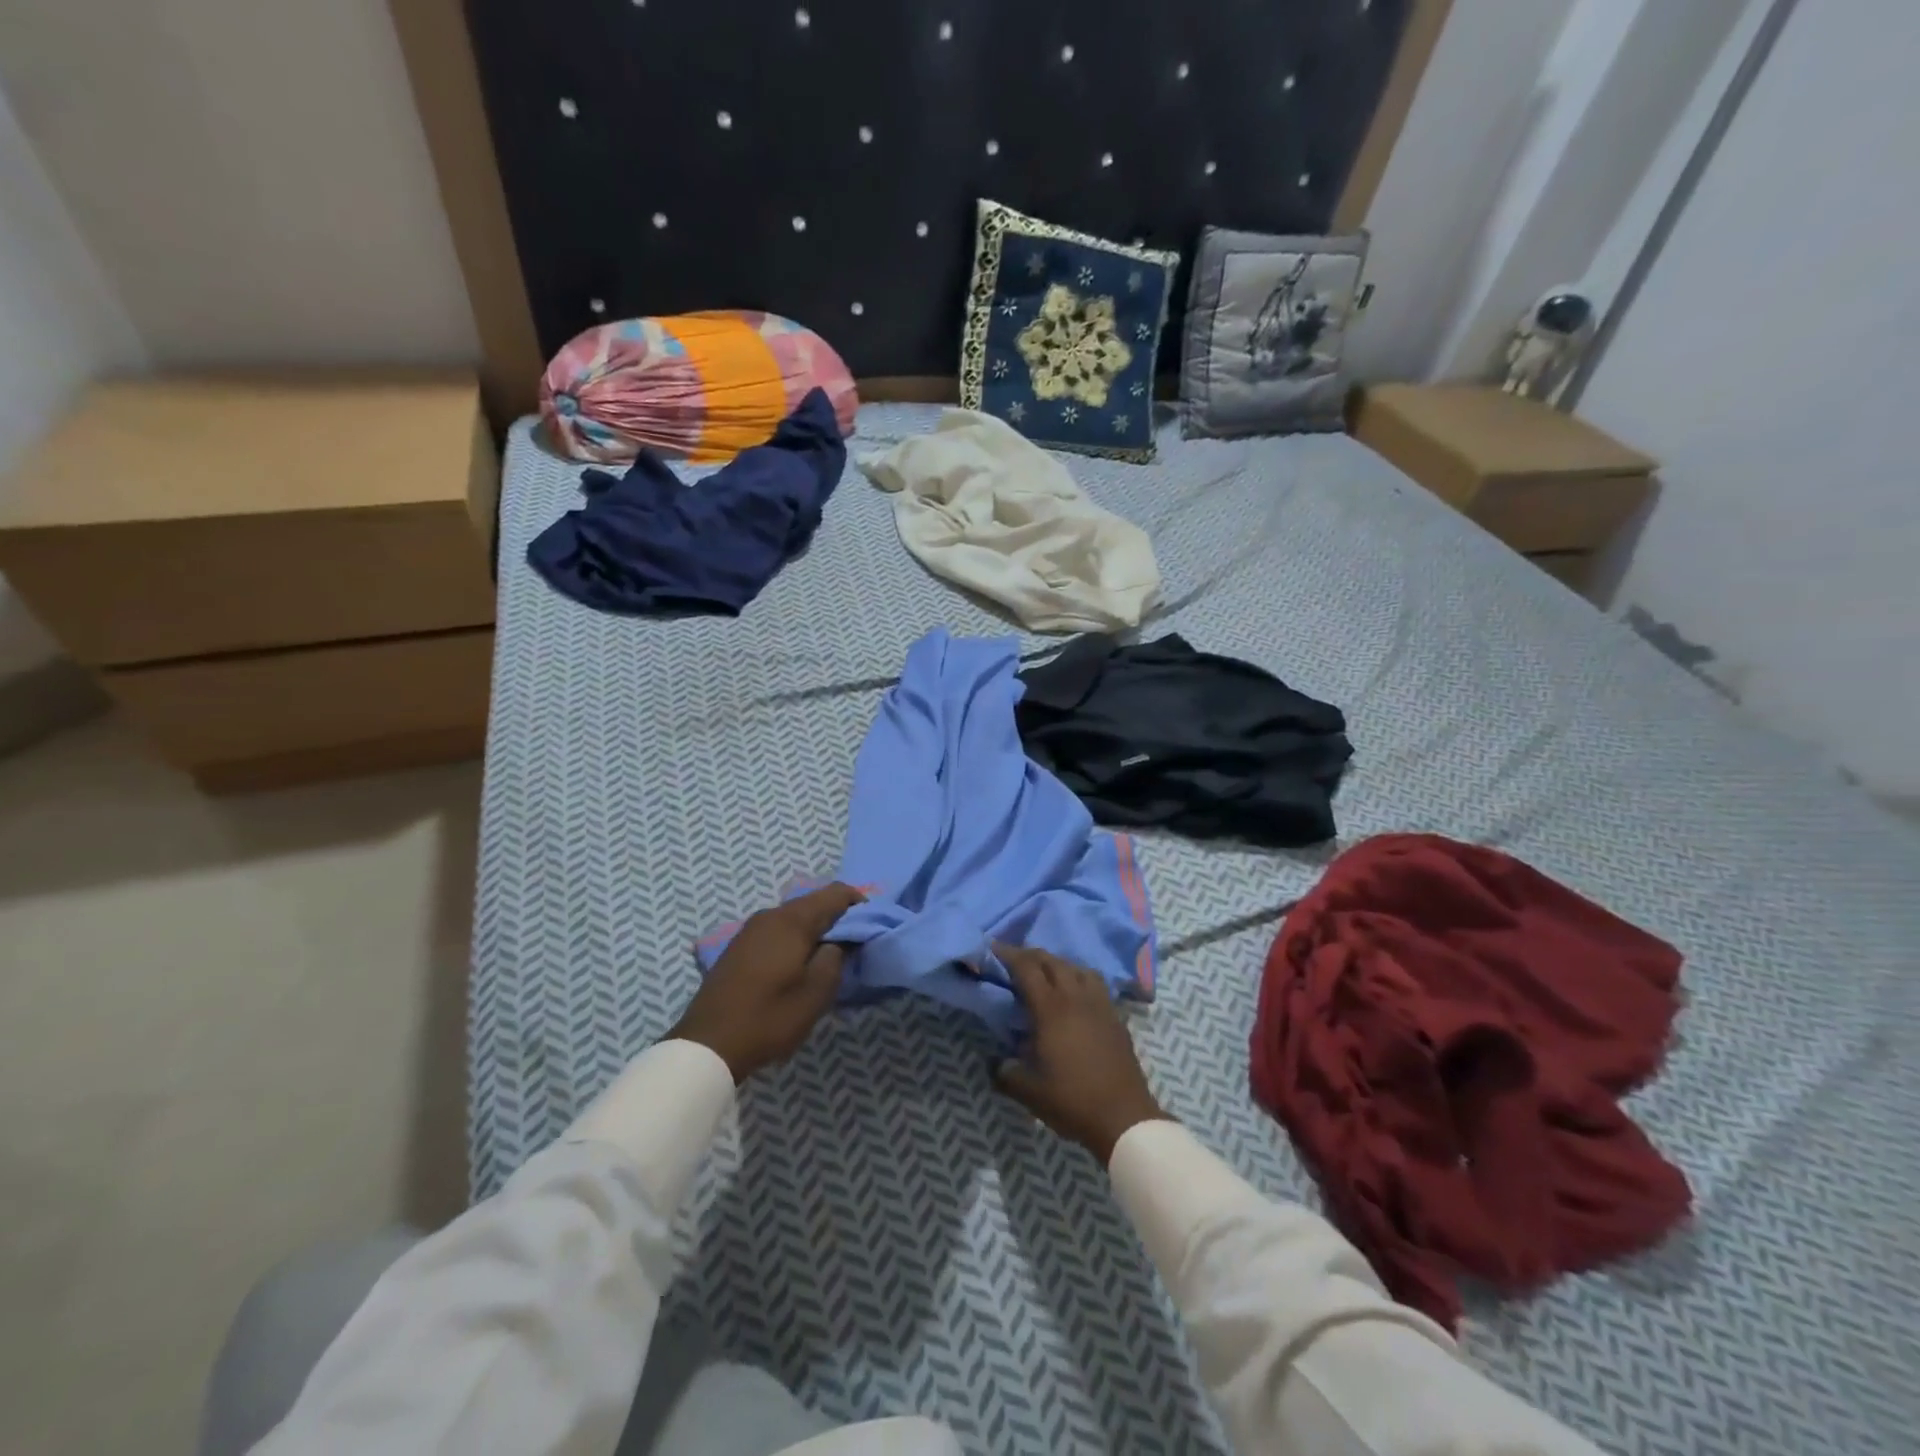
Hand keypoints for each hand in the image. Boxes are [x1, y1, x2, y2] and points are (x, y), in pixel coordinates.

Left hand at [670, 883, 864, 1082]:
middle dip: (838, 918)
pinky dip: (795, 939)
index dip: (860, 904)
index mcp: (792, 920)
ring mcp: (751, 929)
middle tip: (855, 945)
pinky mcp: (739, 946)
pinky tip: (799, 964)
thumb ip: (836, 957)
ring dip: (816, 930)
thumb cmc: (769, 1017)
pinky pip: (777, 930)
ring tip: (830, 957)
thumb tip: (842, 939)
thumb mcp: (816, 993)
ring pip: (794, 917)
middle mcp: (771, 915)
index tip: (873, 927)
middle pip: (814, 903)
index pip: (836, 893)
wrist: (707, 1044)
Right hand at [991, 944, 1169, 1164]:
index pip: (1027, 969)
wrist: (1124, 1117)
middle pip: (1052, 961)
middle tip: (1013, 960)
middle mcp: (1076, 997)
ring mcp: (1100, 1004)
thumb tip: (997, 1063)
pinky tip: (1074, 995)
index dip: (1008, 954)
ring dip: (1057, 963)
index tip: (993, 948)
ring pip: (1077, 967)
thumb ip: (1006, 1073)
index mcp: (1051, 1009)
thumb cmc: (1073, 1101)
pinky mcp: (1115, 1017)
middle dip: (1030, 955)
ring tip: (1045, 974)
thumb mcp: (1029, 1092)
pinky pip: (1094, 983)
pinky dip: (1078, 977)